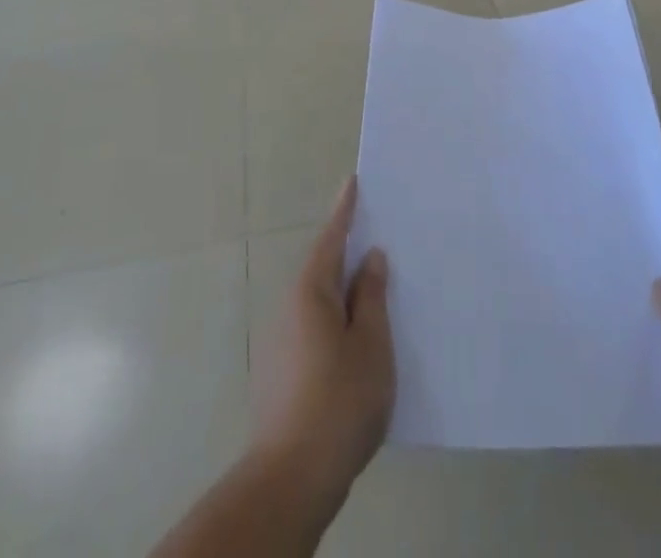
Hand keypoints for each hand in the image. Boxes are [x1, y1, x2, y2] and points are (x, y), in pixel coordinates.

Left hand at [252, 177, 394, 504]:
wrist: (291, 478)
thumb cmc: (340, 400)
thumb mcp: (371, 343)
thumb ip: (371, 296)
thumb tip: (369, 258)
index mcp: (311, 292)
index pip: (331, 238)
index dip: (345, 210)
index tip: (353, 182)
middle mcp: (290, 308)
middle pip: (323, 268)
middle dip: (347, 252)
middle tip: (378, 237)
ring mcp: (282, 342)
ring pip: (319, 301)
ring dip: (343, 291)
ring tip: (375, 288)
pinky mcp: (283, 372)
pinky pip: (315, 327)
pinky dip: (336, 319)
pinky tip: (357, 339)